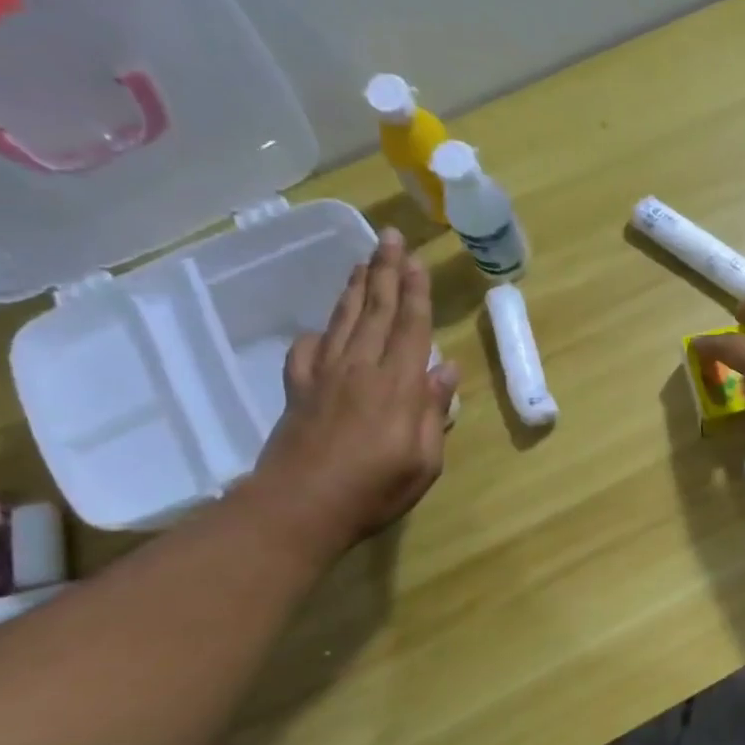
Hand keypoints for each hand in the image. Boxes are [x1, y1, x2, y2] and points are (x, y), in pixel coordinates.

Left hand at [248, 229, 461, 555]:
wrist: (301, 506)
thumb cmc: (375, 489)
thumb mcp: (425, 460)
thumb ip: (434, 411)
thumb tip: (446, 369)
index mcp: (398, 386)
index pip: (411, 327)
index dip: (415, 292)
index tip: (415, 260)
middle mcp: (361, 369)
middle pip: (377, 311)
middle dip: (385, 272)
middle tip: (389, 237)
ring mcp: (325, 376)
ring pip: (344, 320)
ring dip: (356, 288)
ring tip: (363, 262)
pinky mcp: (298, 390)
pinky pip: (308, 349)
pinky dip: (319, 332)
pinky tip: (325, 328)